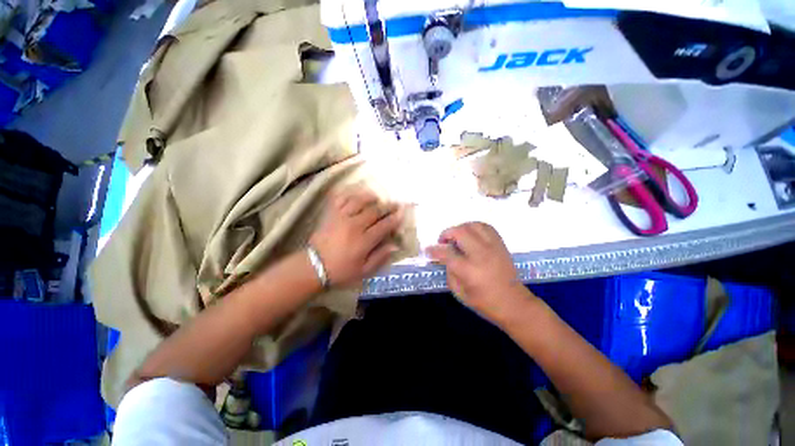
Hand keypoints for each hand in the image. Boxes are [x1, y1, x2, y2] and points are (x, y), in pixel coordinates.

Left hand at [309, 187, 403, 287]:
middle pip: (375, 211)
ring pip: (359, 201)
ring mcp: (341, 217)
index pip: (384, 226)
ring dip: (371, 197)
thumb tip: (395, 245)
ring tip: (377, 197)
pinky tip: (356, 194)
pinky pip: (341, 199)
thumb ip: (380, 257)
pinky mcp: (331, 214)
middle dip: (388, 207)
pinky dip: (349, 194)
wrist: (313, 267)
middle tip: (395, 204)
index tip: (402, 214)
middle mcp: (354, 225)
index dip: (395, 219)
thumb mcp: (363, 271)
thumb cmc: (341, 271)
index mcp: (363, 241)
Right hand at [426, 222, 532, 320]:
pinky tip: (471, 235)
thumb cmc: (484, 302)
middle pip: (460, 232)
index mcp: (469, 270)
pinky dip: (474, 227)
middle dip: (447, 234)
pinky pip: (486, 227)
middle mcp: (481, 255)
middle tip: (443, 242)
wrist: (514, 303)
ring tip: (457, 237)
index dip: (434, 250)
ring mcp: (493, 247)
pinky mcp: (500, 245)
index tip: (428, 250)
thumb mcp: (459, 293)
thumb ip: (449, 271)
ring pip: (473, 225)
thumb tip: (444, 257)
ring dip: (460, 228)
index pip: (446, 253)